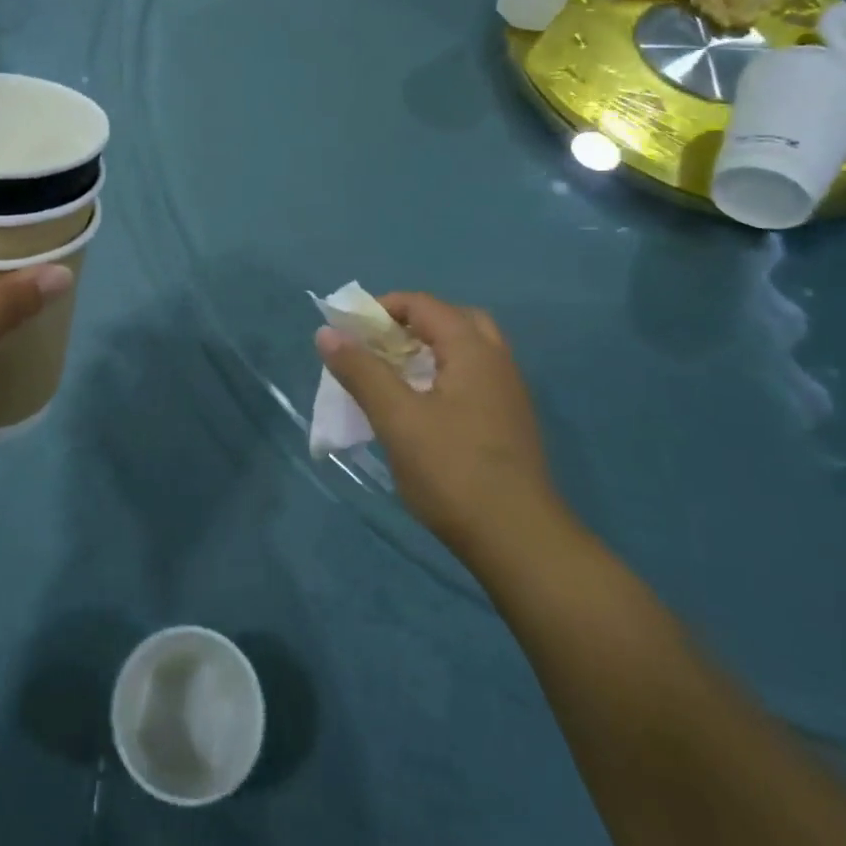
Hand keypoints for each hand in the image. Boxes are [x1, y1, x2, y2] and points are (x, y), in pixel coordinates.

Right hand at [315, 293, 561, 566]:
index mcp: (473, 350)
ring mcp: (508, 393)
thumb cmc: (452, 471)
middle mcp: (497, 361)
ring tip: (395, 375)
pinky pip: (474, 378)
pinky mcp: (509, 423)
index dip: (382, 308)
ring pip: (467, 351)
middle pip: (453, 321)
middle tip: (380, 346)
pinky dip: (444, 375)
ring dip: (430, 351)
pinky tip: (422, 409)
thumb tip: (327, 332)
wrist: (518, 540)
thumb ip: (361, 371)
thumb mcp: (396, 418)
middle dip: (412, 324)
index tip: (350, 331)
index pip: (424, 305)